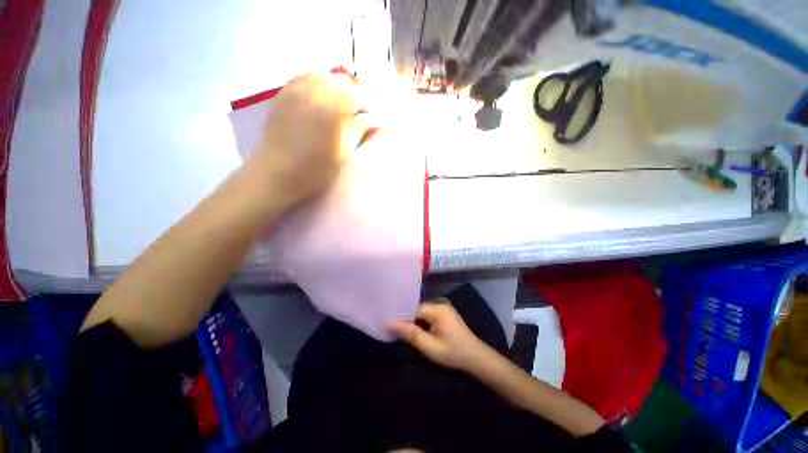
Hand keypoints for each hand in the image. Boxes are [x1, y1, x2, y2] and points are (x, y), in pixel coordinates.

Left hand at [249, 72, 369, 210]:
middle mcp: (315, 91)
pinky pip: (303, 78)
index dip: (366, 106)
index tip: (367, 119)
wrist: (277, 173)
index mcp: (334, 108)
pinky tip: (315, 102)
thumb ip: (360, 131)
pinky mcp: (282, 93)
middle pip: (341, 80)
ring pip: (322, 75)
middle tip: (351, 114)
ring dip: (332, 88)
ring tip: (333, 107)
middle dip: (350, 94)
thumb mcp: (344, 152)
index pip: (359, 95)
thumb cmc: (316, 169)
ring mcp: (296, 89)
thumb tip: (376, 121)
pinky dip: (314, 85)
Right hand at [392, 301, 492, 371]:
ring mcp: (443, 308)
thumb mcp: (430, 346)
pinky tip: (415, 329)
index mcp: (437, 309)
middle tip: (392, 327)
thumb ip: (411, 334)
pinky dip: (421, 322)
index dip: (401, 317)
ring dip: (413, 321)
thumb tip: (391, 323)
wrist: (476, 358)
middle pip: (417, 309)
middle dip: (407, 318)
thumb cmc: (453, 353)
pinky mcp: (445, 314)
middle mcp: (440, 304)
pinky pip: (428, 314)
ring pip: (422, 312)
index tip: (388, 323)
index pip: (413, 309)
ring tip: (400, 328)